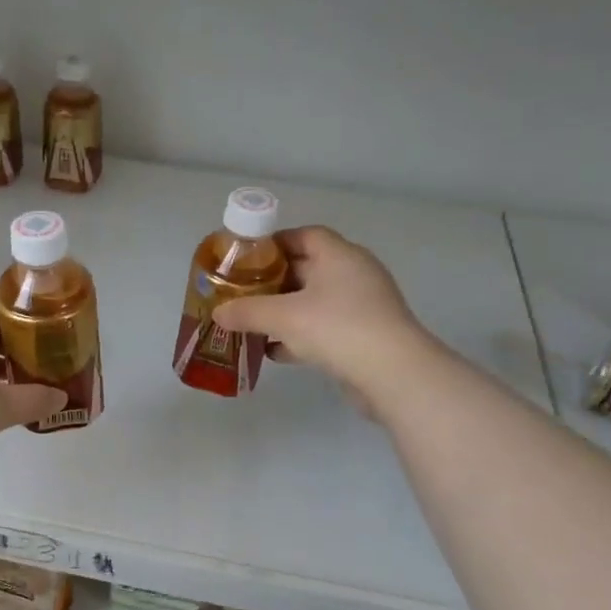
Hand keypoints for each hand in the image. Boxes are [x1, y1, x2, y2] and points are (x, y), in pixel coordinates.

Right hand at [211, 226, 427, 402]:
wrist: (392, 374)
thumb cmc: (337, 328)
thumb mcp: (283, 317)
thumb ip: (247, 311)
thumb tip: (218, 312)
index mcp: (339, 256)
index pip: (304, 235)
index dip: (274, 243)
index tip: (246, 258)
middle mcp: (354, 274)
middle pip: (307, 268)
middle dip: (273, 281)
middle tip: (242, 292)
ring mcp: (362, 306)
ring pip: (314, 301)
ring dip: (285, 311)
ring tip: (252, 322)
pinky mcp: (364, 336)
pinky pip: (325, 328)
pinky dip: (300, 336)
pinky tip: (275, 351)